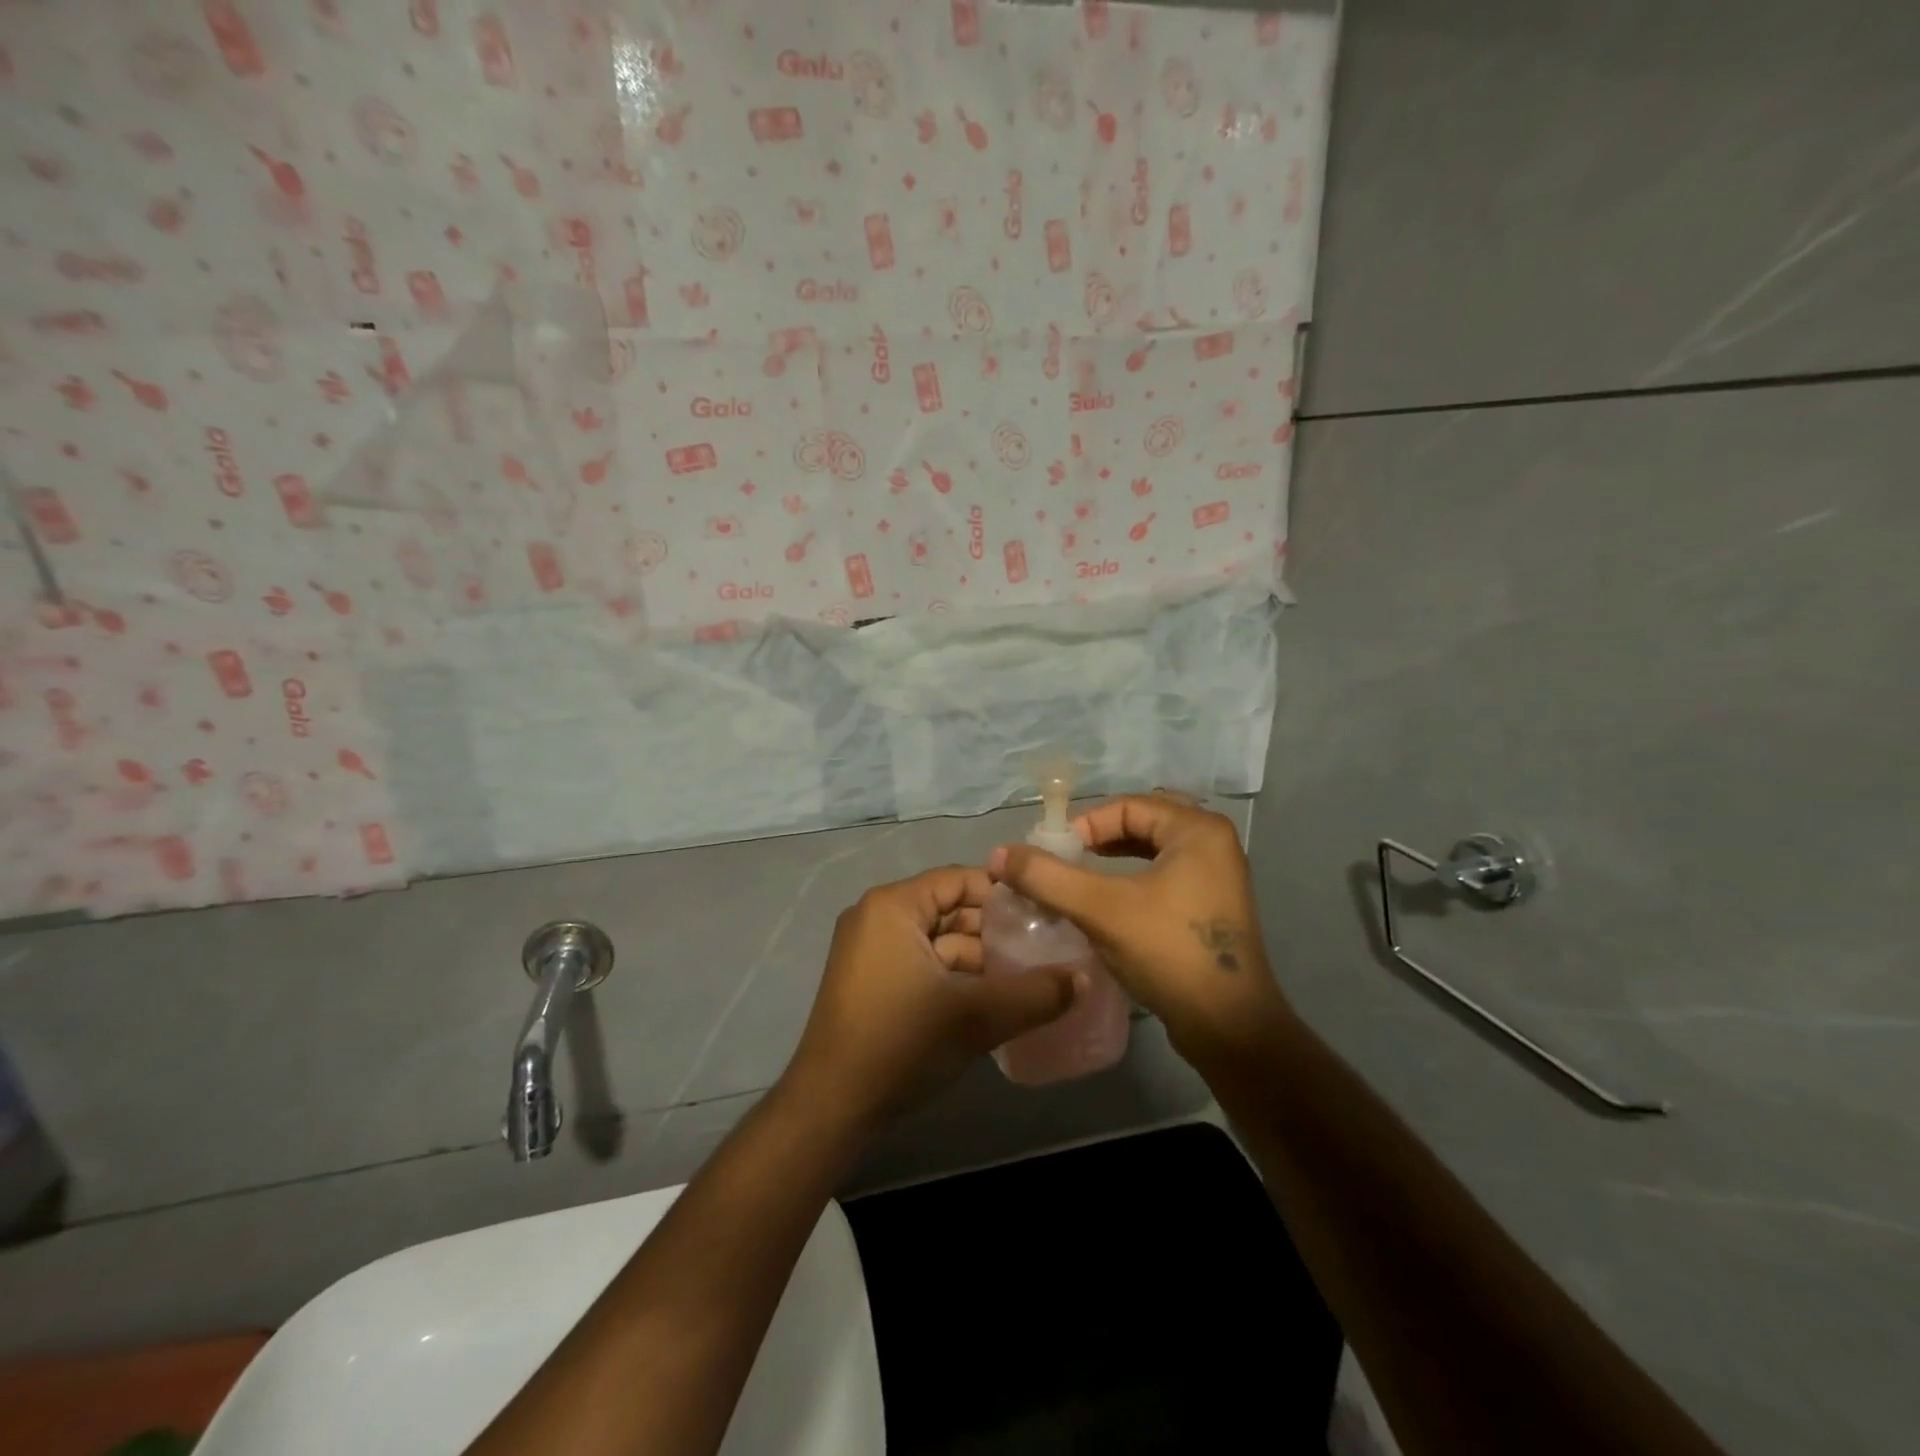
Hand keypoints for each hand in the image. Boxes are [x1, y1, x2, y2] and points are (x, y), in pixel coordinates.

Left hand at [781, 866, 1080, 1130]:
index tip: (1044, 919)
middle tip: (1041, 953)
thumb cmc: (900, 1043)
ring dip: (978, 961)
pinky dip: (953, 979)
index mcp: (893, 906)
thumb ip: (1034, 995)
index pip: (959, 879)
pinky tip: (988, 1004)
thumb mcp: (975, 1017)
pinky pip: (922, 964)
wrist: (831, 1107)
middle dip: (994, 933)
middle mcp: (877, 917)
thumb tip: (1084, 979)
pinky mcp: (870, 982)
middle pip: (949, 910)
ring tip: (1023, 983)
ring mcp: (869, 951)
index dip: (1003, 896)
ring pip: (938, 942)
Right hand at [989, 794, 1290, 1064]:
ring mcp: (1217, 876)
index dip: (1083, 826)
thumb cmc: (1168, 953)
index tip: (1053, 856)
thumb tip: (998, 854)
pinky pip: (1164, 875)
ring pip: (1151, 851)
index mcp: (1197, 830)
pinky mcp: (1213, 906)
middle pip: (1139, 824)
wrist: (1229, 1027)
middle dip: (1097, 840)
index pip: (1126, 806)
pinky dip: (1132, 880)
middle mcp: (1213, 843)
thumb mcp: (1100, 909)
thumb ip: (1047, 877)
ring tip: (1078, 880)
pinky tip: (1108, 904)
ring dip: (1112, 860)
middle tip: (1064, 863)